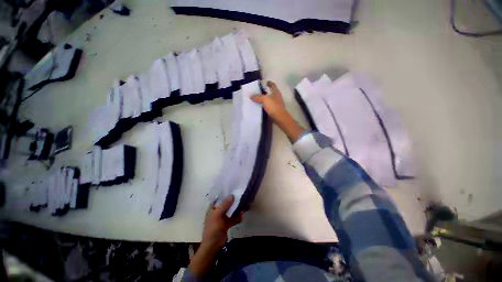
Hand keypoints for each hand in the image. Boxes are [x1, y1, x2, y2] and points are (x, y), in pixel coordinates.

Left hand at [202, 195, 242, 249]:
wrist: (213, 245)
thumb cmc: (213, 227)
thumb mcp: (218, 214)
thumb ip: (225, 204)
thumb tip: (232, 195)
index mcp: (212, 208)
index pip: (219, 198)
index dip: (225, 194)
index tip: (233, 189)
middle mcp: (217, 211)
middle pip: (226, 204)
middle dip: (233, 202)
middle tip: (240, 197)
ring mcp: (222, 218)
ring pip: (230, 211)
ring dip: (236, 209)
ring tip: (243, 206)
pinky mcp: (226, 224)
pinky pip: (233, 218)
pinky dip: (237, 217)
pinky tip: (242, 216)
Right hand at [251, 80, 305, 141]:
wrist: (279, 118)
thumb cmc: (274, 107)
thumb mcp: (265, 99)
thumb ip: (258, 97)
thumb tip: (251, 96)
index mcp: (276, 93)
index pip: (273, 85)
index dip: (269, 83)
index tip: (265, 82)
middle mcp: (277, 97)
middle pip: (271, 92)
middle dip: (265, 92)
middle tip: (258, 91)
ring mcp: (277, 104)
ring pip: (270, 100)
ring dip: (264, 99)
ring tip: (257, 99)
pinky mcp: (275, 111)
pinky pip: (268, 106)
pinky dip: (265, 106)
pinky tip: (260, 107)